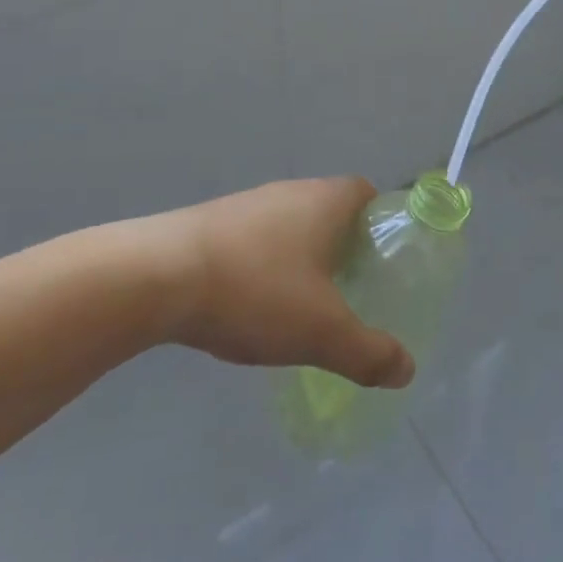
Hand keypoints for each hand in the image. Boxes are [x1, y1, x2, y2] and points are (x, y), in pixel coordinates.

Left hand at [164, 178, 414, 390]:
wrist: (155, 276)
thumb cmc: (256, 290)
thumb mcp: (322, 331)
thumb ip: (368, 352)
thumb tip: (407, 370)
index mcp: (325, 201)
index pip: (367, 194)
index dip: (381, 222)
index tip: (383, 261)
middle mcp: (289, 191)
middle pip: (329, 210)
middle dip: (343, 247)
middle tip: (350, 291)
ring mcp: (246, 205)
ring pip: (289, 226)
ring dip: (300, 259)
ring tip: (301, 305)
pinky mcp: (210, 223)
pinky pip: (253, 240)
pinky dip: (263, 266)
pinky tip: (250, 305)